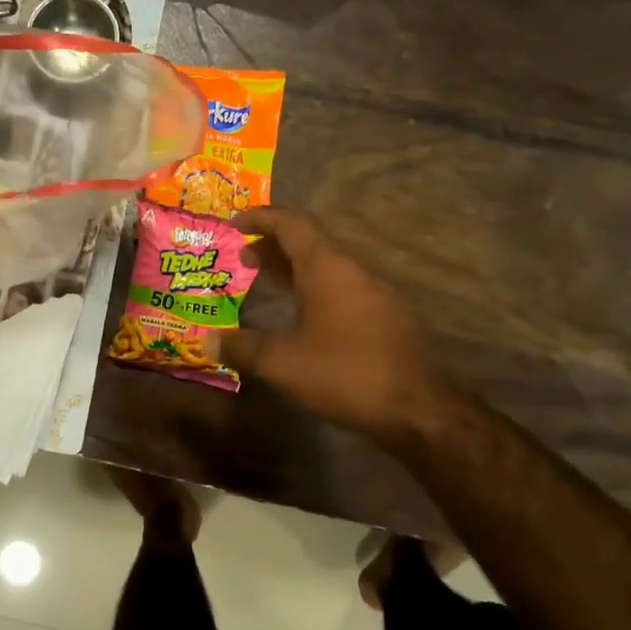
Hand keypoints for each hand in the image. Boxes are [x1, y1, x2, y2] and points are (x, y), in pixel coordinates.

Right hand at [215, 208, 461, 447]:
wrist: (421, 411)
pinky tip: (302, 316)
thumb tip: (209, 342)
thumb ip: (243, 348)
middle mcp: (354, 271)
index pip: (292, 224)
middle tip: (243, 259)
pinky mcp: (386, 318)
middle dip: (273, 246)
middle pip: (310, 243)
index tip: (234, 222)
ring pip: (327, 267)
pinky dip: (314, 289)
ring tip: (266, 283)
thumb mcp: (283, 363)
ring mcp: (375, 294)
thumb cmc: (346, 374)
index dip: (261, 218)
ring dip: (294, 269)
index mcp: (328, 268)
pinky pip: (342, 288)